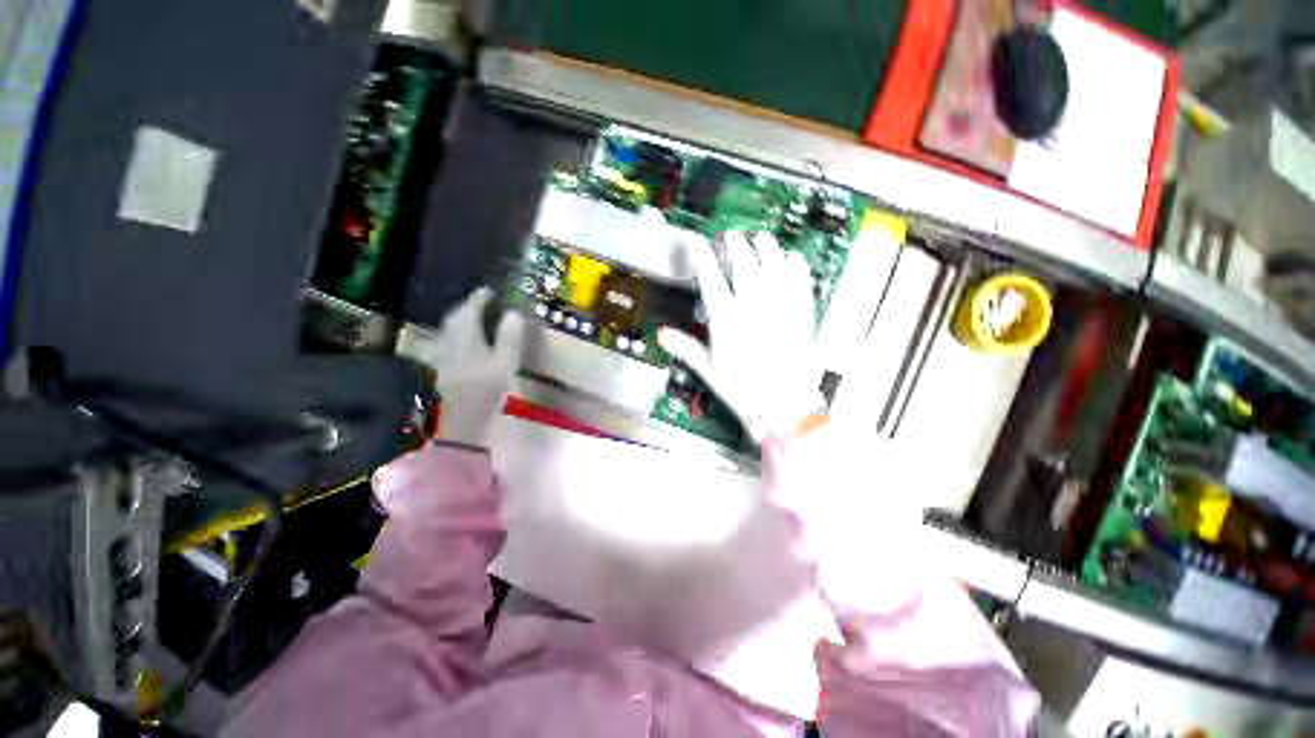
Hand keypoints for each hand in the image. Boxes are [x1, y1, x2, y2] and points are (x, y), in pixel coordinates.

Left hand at [411, 287, 524, 446]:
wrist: (458, 419)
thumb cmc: (485, 388)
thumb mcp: (505, 361)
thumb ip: (509, 336)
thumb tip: (514, 313)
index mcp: (466, 335)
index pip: (471, 309)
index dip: (480, 298)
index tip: (489, 291)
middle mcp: (449, 338)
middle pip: (455, 315)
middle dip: (468, 305)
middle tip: (482, 302)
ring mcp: (441, 352)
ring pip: (449, 327)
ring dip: (461, 318)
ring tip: (474, 317)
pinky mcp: (440, 365)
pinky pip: (447, 339)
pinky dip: (456, 333)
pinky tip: (463, 340)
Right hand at [658, 232, 825, 441]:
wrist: (784, 404)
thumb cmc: (744, 390)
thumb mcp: (708, 369)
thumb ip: (684, 347)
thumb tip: (663, 335)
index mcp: (726, 319)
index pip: (710, 276)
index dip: (701, 255)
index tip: (697, 243)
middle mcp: (752, 306)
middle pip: (743, 261)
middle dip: (735, 243)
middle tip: (730, 236)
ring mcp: (779, 306)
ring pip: (773, 262)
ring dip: (765, 245)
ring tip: (760, 238)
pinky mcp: (800, 312)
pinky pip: (800, 279)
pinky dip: (795, 265)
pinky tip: (792, 259)